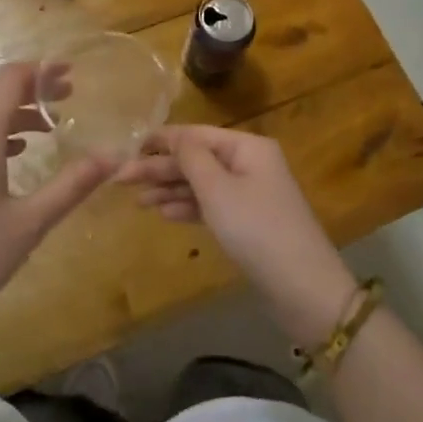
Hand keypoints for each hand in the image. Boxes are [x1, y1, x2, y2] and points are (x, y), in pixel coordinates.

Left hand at [0, 63, 109, 325]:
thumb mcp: (30, 223)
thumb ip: (72, 185)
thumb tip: (113, 158)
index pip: (11, 79)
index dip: (43, 71)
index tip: (72, 74)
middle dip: (33, 92)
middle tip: (69, 100)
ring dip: (13, 114)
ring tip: (48, 128)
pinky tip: (12, 155)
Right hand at [122, 125, 356, 345]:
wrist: (302, 287)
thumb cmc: (256, 229)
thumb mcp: (218, 189)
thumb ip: (191, 158)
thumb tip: (174, 136)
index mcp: (247, 147)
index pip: (196, 134)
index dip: (162, 139)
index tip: (128, 146)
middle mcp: (250, 163)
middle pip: (197, 159)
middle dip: (161, 168)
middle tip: (120, 179)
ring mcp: (250, 194)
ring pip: (202, 184)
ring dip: (170, 189)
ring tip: (137, 200)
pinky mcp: (248, 222)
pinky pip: (211, 205)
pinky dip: (188, 207)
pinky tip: (164, 214)